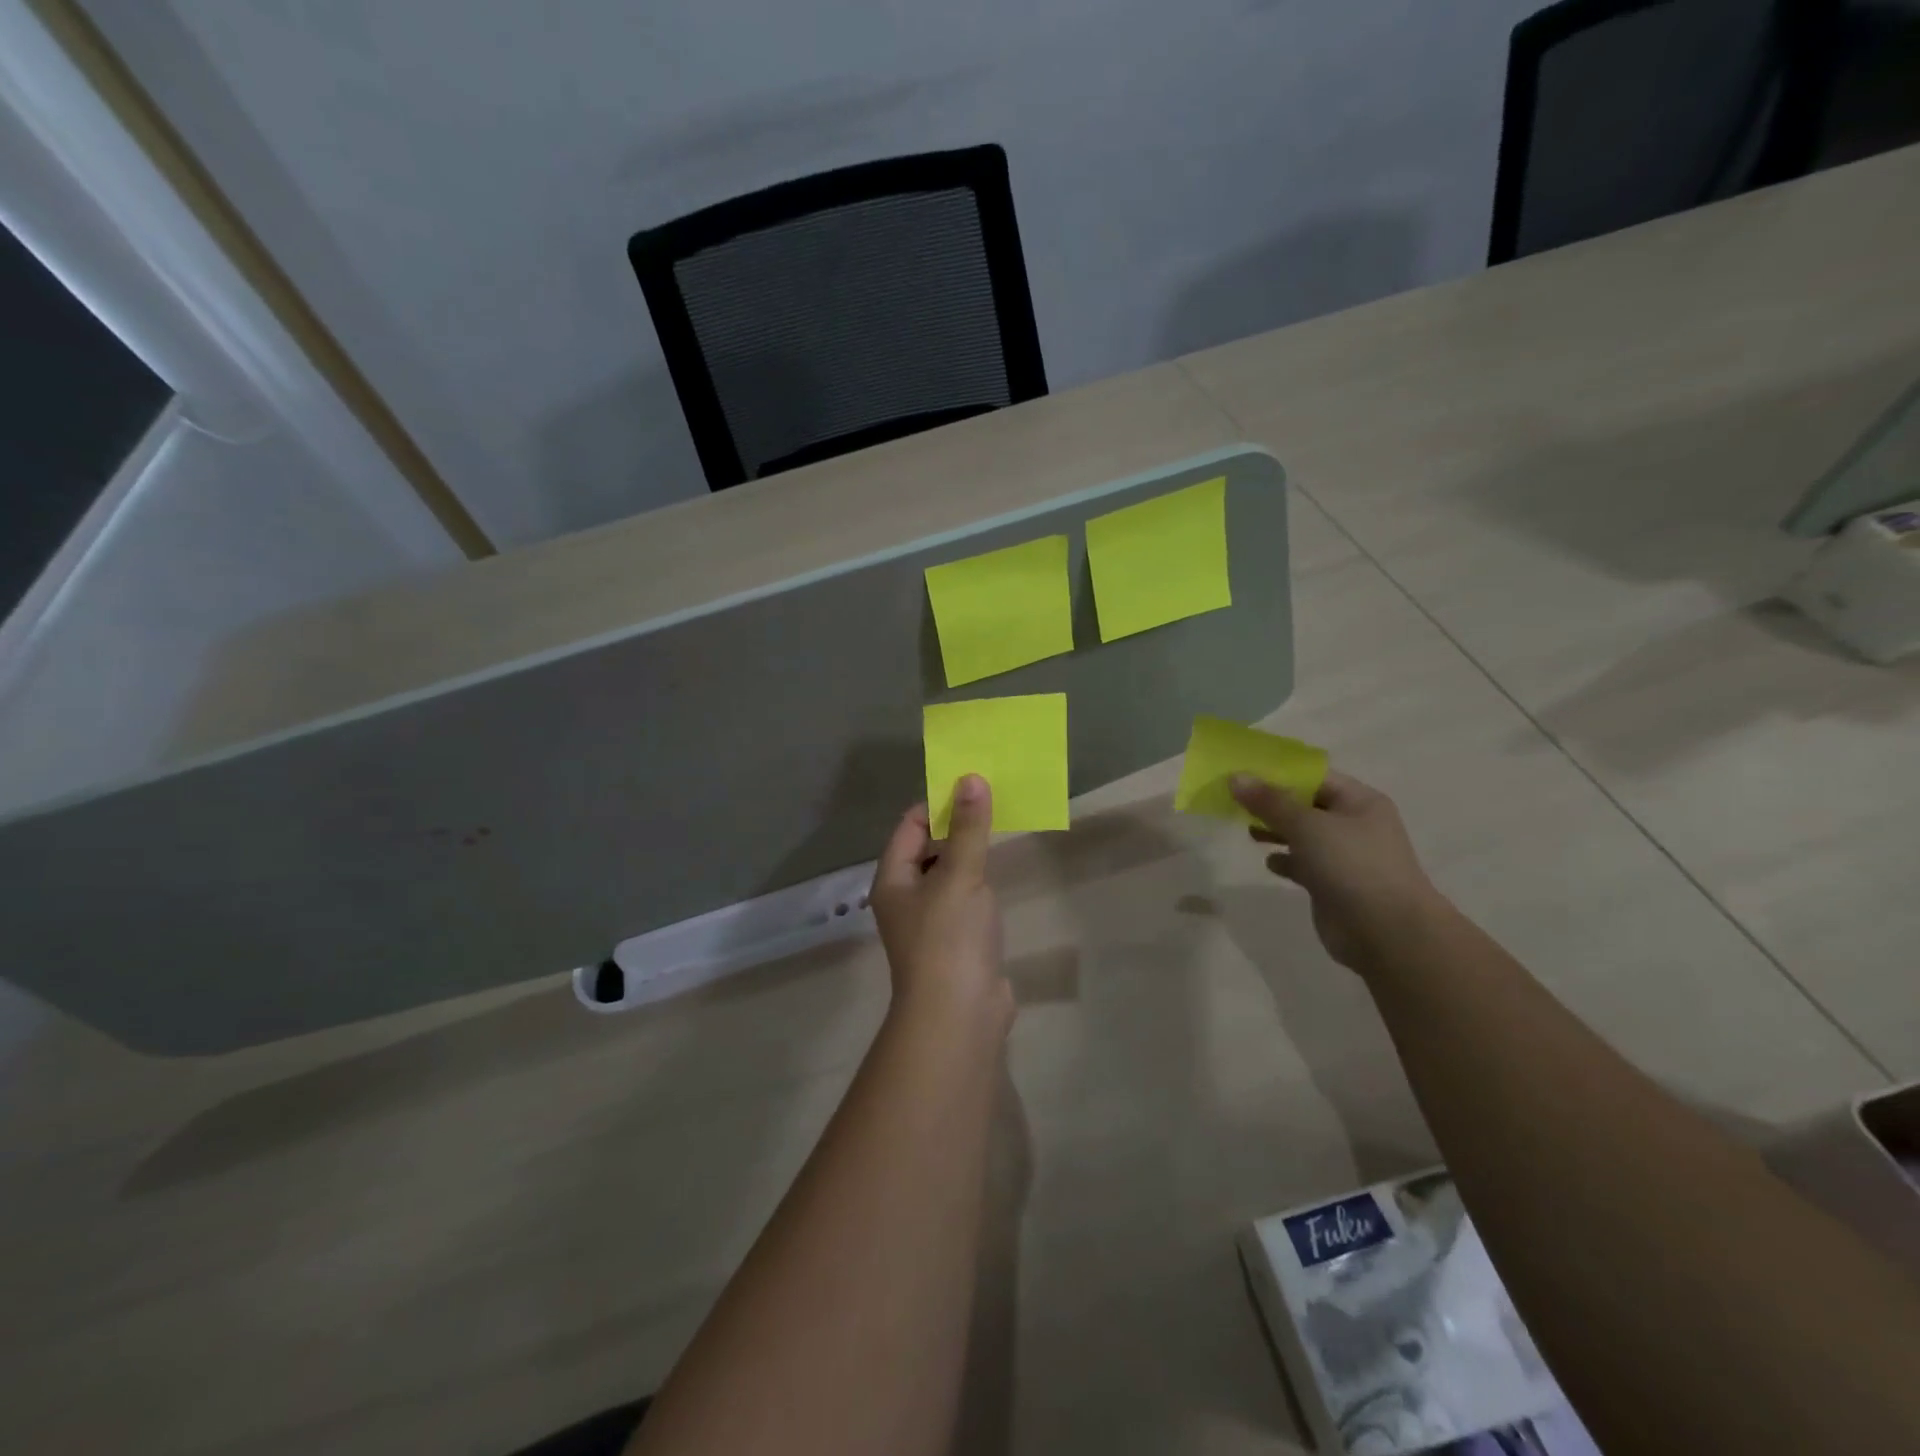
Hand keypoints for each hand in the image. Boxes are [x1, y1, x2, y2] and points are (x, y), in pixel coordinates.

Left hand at [869, 774, 1011, 1038]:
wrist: (959, 1015)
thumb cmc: (950, 938)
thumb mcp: (960, 875)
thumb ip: (968, 828)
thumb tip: (971, 779)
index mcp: (894, 879)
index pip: (910, 826)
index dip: (938, 804)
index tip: (973, 787)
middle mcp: (906, 897)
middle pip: (927, 848)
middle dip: (956, 826)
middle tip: (993, 803)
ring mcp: (930, 921)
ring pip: (948, 874)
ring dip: (969, 853)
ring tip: (1000, 829)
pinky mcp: (955, 941)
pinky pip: (964, 898)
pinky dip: (979, 883)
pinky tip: (999, 875)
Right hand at [1231, 769, 1446, 975]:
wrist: (1385, 933)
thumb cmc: (1351, 865)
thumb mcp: (1307, 825)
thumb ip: (1269, 801)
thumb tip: (1235, 777)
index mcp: (1360, 802)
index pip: (1315, 778)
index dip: (1280, 774)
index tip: (1243, 774)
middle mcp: (1355, 825)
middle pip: (1307, 806)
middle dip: (1273, 804)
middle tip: (1236, 803)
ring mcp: (1346, 857)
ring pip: (1304, 836)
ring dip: (1277, 832)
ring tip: (1248, 831)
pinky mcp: (1334, 885)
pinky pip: (1305, 864)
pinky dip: (1286, 861)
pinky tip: (1269, 863)